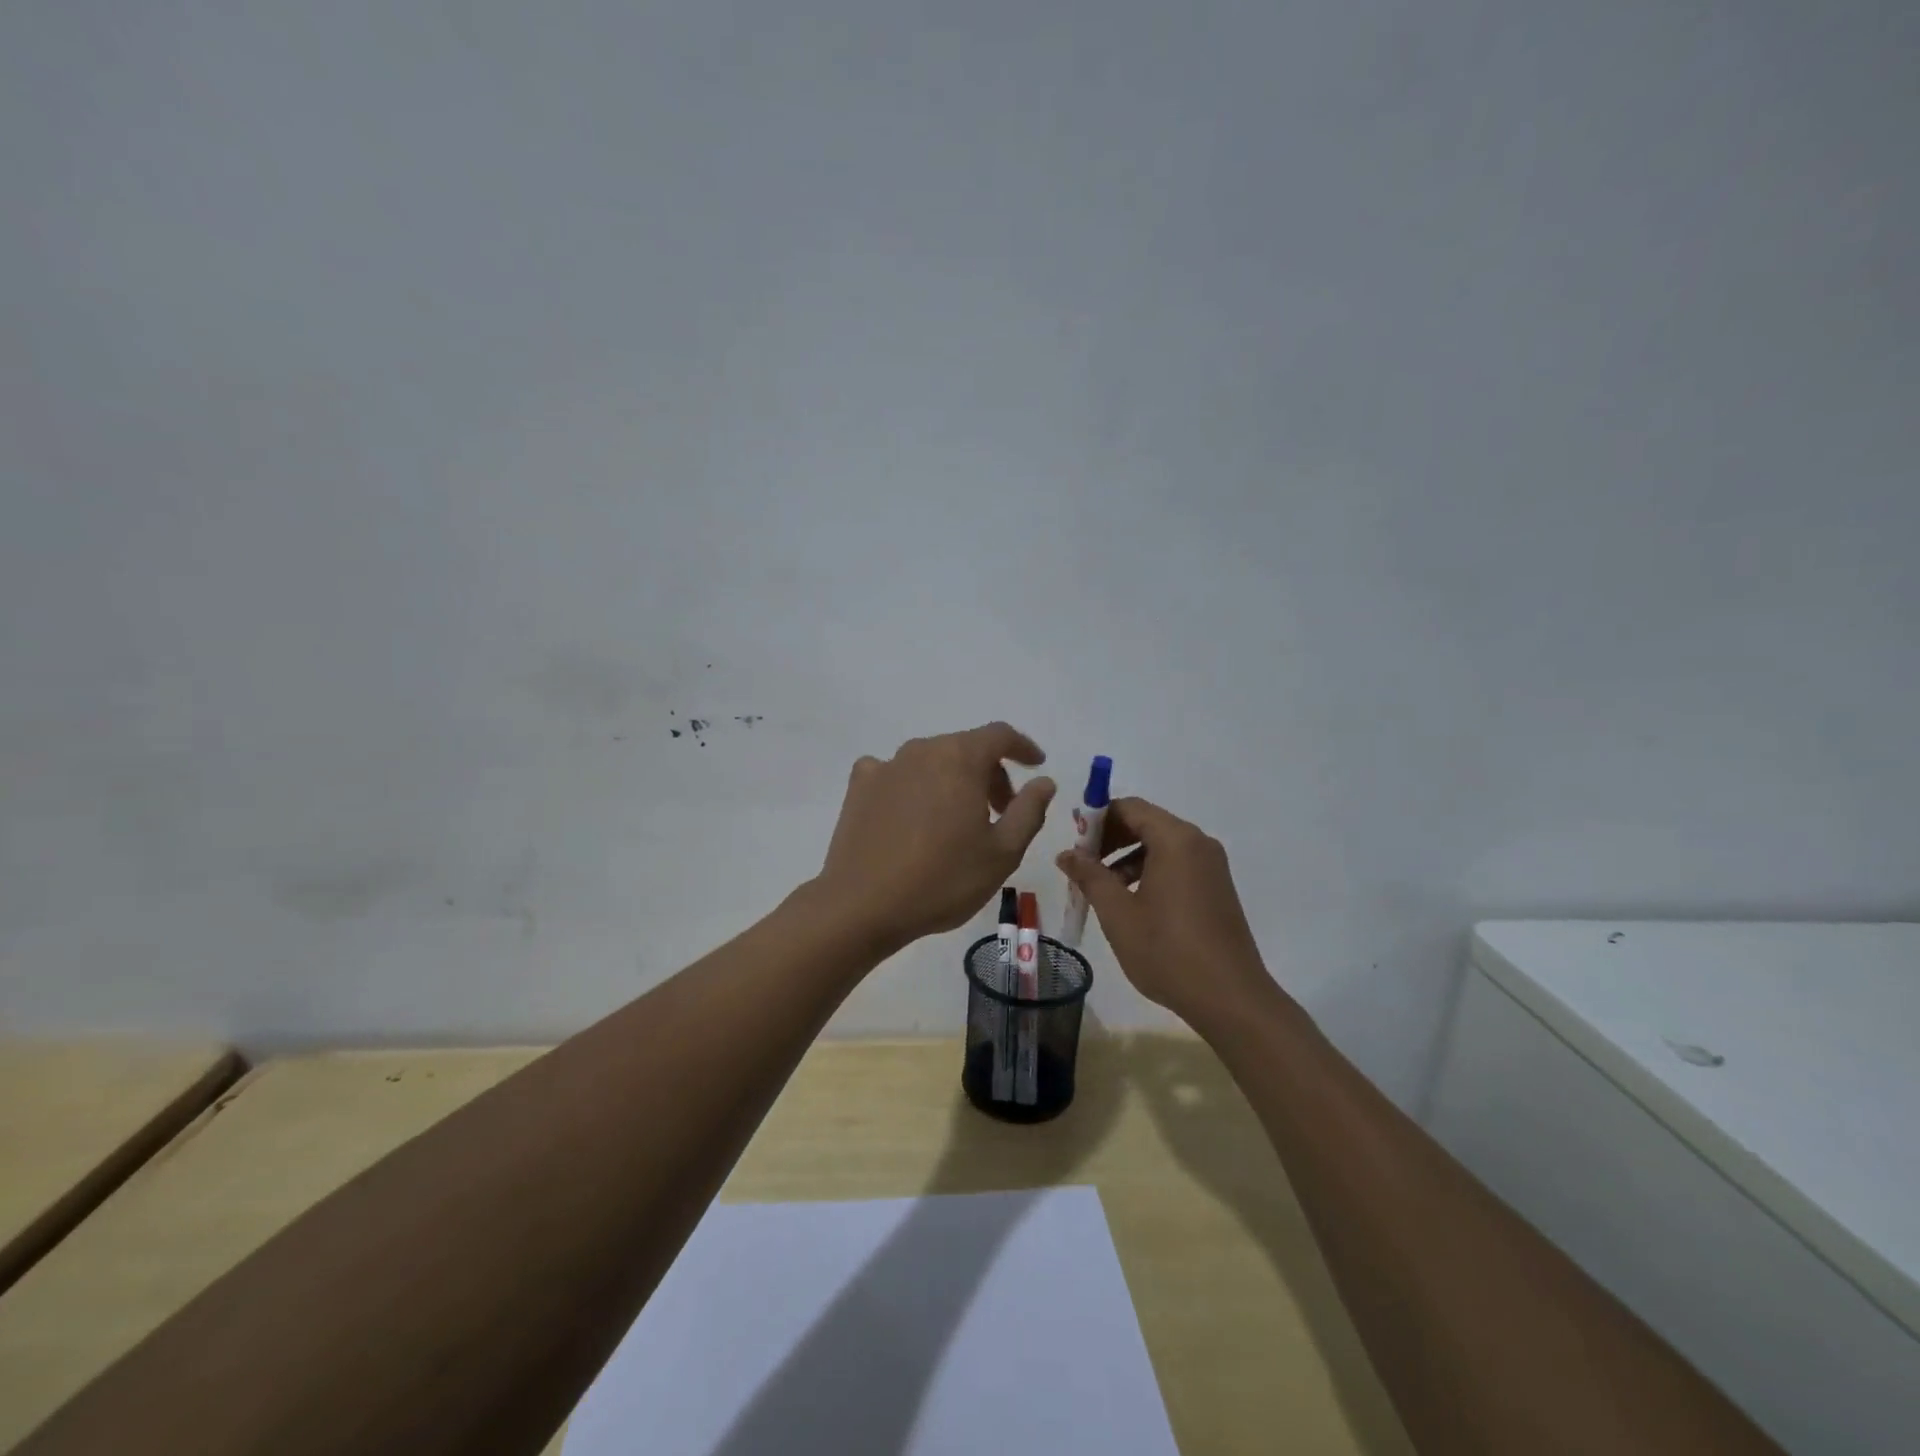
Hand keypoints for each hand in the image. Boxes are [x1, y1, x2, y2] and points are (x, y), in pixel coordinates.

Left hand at [816, 723, 1056, 949]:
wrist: (862, 905)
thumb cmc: (942, 879)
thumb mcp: (1002, 853)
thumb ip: (1029, 810)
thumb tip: (1043, 781)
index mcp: (959, 759)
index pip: (999, 735)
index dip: (1023, 747)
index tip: (1036, 766)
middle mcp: (921, 751)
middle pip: (965, 749)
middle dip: (990, 774)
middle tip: (1000, 813)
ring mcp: (885, 766)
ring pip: (931, 761)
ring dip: (952, 780)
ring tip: (958, 821)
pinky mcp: (859, 787)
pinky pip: (895, 774)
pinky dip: (913, 786)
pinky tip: (912, 815)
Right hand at [1056, 797, 1274, 1024]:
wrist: (1230, 998)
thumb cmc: (1168, 951)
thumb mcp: (1118, 913)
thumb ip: (1090, 876)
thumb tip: (1067, 854)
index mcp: (1176, 840)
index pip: (1130, 808)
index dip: (1097, 818)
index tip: (1073, 841)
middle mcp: (1198, 843)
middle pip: (1146, 822)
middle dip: (1110, 838)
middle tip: (1082, 864)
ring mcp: (1211, 866)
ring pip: (1160, 845)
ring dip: (1126, 856)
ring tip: (1101, 888)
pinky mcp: (1216, 887)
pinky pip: (1176, 864)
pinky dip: (1148, 871)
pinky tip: (1131, 901)